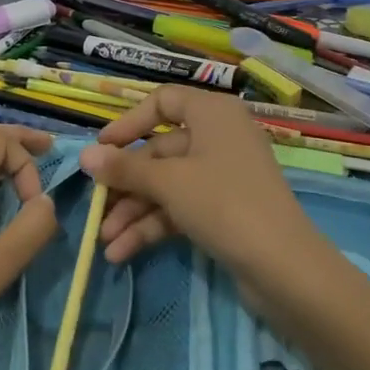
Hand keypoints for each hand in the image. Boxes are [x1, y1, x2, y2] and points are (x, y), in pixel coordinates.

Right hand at [78, 87, 340, 318]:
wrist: (284, 267)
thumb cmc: (223, 203)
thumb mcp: (168, 182)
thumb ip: (124, 168)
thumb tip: (85, 155)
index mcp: (212, 113)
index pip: (163, 101)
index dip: (129, 123)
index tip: (101, 149)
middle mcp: (219, 137)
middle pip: (160, 151)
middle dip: (125, 184)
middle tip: (95, 208)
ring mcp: (223, 176)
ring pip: (167, 184)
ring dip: (134, 212)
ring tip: (105, 242)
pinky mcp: (225, 210)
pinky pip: (180, 207)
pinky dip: (153, 226)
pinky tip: (123, 252)